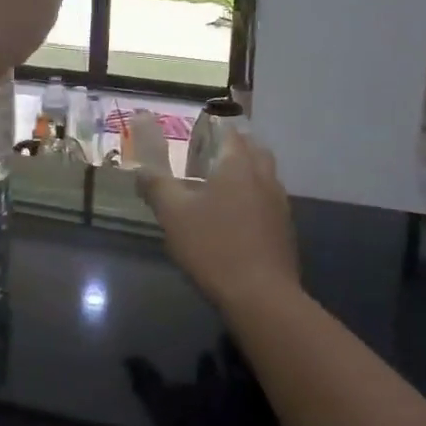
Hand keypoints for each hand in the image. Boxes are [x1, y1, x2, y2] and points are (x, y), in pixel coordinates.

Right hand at [137, 131, 299, 312]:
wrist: (261, 296)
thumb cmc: (214, 247)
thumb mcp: (173, 215)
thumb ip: (156, 186)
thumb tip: (140, 170)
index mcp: (239, 165)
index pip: (231, 133)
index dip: (215, 128)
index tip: (198, 132)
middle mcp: (264, 177)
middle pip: (254, 150)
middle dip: (235, 147)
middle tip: (211, 155)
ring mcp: (279, 204)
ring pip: (265, 175)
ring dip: (248, 173)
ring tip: (223, 186)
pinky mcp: (285, 229)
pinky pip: (269, 201)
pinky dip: (255, 198)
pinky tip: (238, 218)